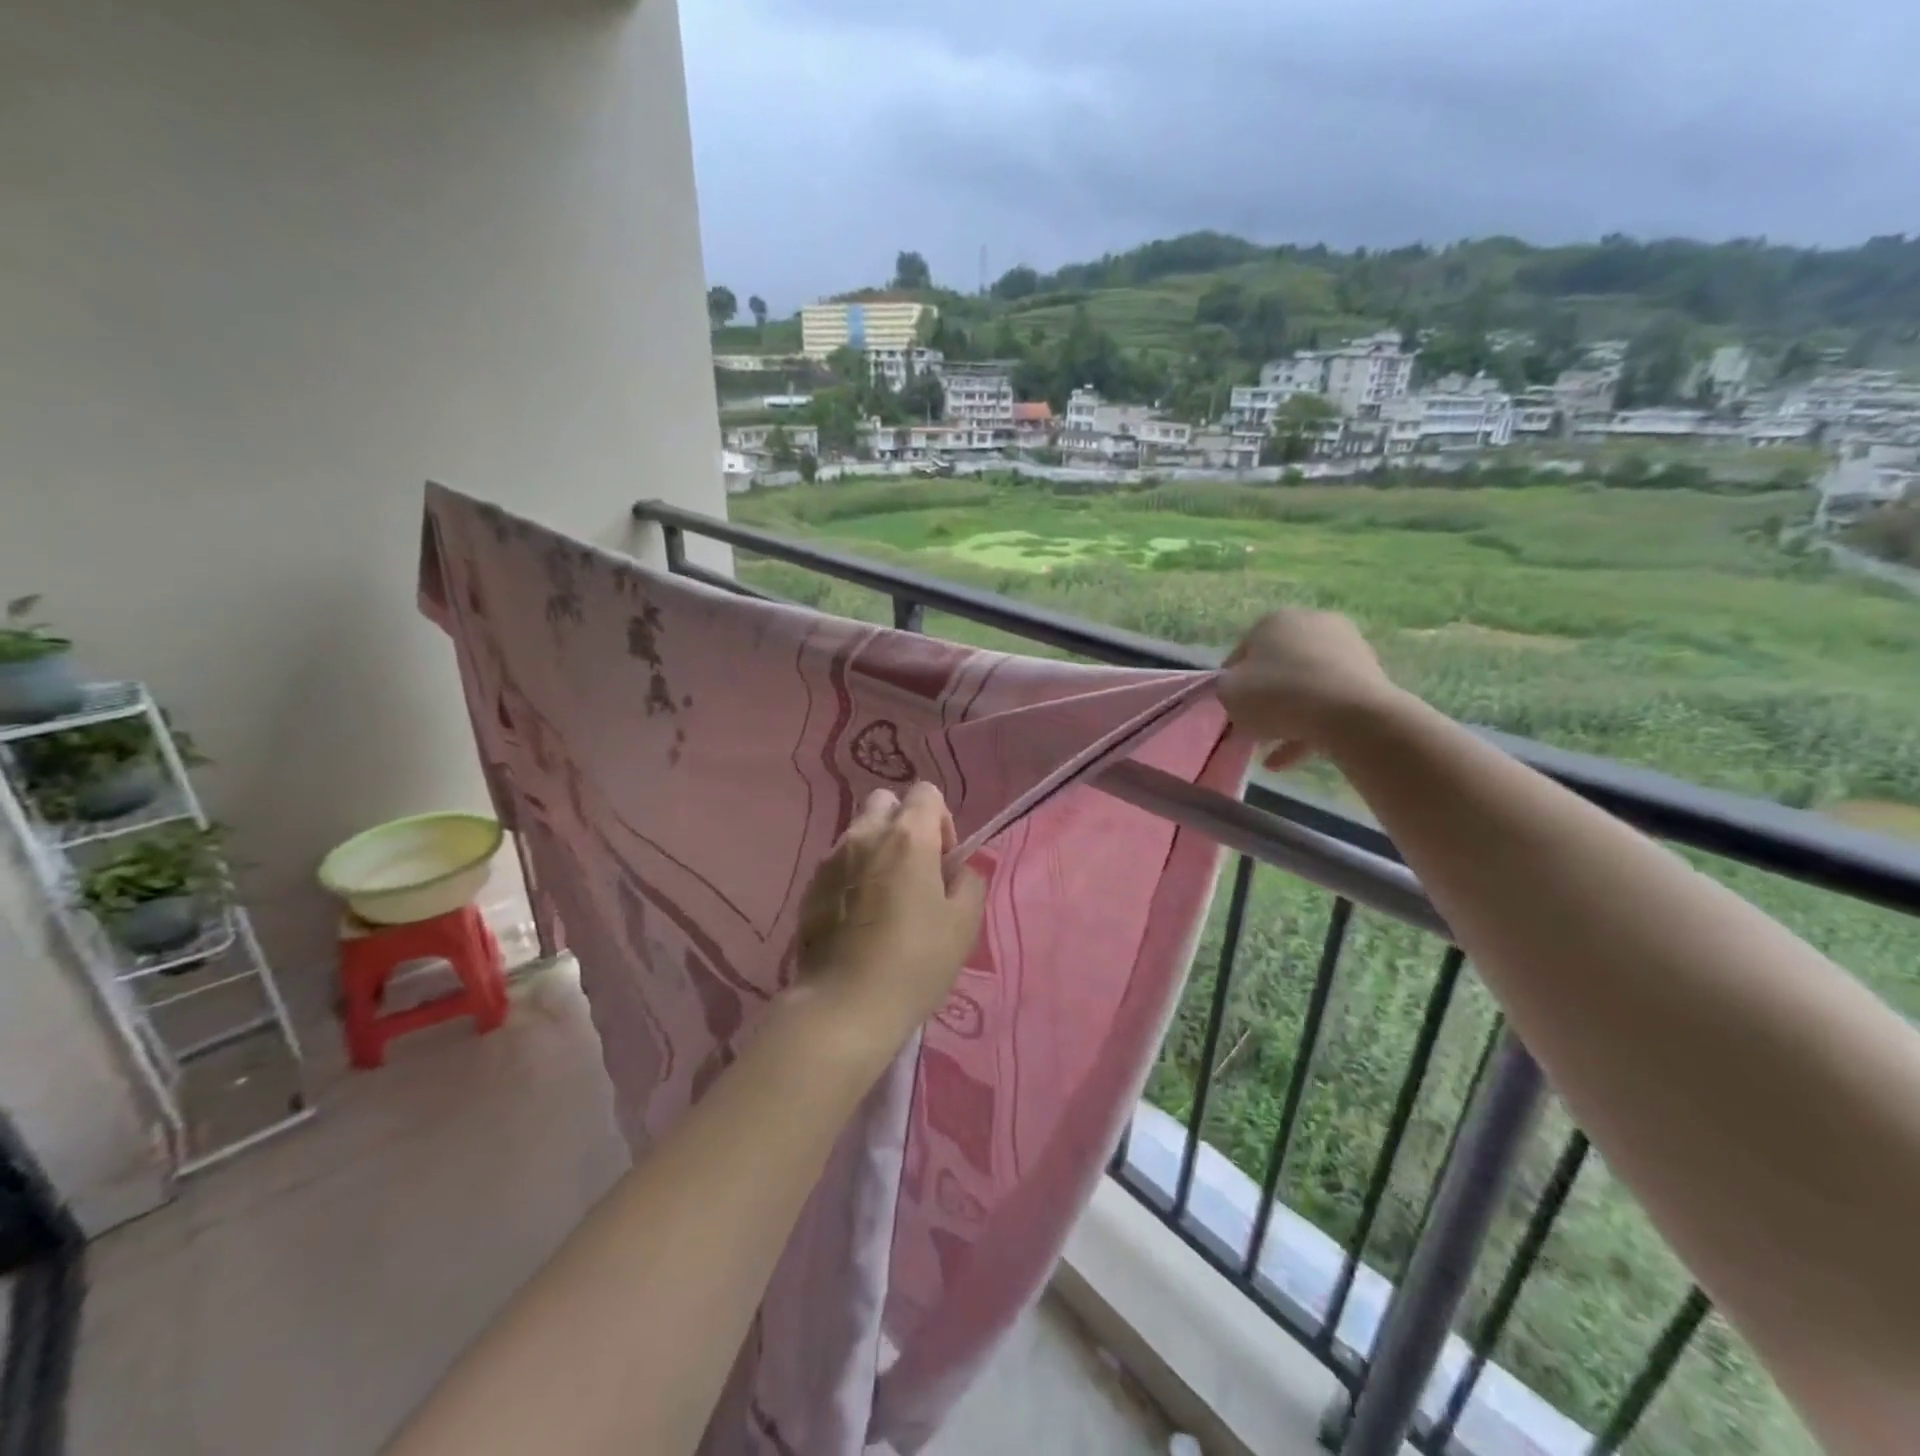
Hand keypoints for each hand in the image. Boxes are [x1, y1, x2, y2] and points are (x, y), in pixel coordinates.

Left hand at [792, 783, 986, 1059]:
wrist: (844, 1006)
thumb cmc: (915, 962)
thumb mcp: (963, 925)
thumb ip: (969, 882)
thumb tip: (959, 869)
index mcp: (908, 837)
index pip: (926, 793)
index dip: (941, 820)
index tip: (943, 862)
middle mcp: (865, 835)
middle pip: (885, 802)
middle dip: (903, 825)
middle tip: (914, 871)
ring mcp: (831, 859)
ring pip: (858, 833)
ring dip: (876, 850)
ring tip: (884, 899)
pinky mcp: (809, 887)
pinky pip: (837, 863)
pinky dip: (852, 875)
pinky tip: (858, 918)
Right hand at [1217, 609, 1399, 769]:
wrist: (1349, 714)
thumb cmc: (1277, 695)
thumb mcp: (1229, 693)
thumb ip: (1227, 688)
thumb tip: (1238, 689)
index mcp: (1275, 621)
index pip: (1243, 653)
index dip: (1232, 684)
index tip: (1231, 709)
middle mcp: (1313, 624)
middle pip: (1278, 668)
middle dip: (1265, 700)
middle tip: (1253, 729)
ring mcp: (1347, 648)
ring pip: (1306, 688)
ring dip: (1287, 718)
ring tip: (1272, 754)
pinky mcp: (1370, 676)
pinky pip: (1330, 703)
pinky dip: (1311, 727)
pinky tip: (1293, 759)